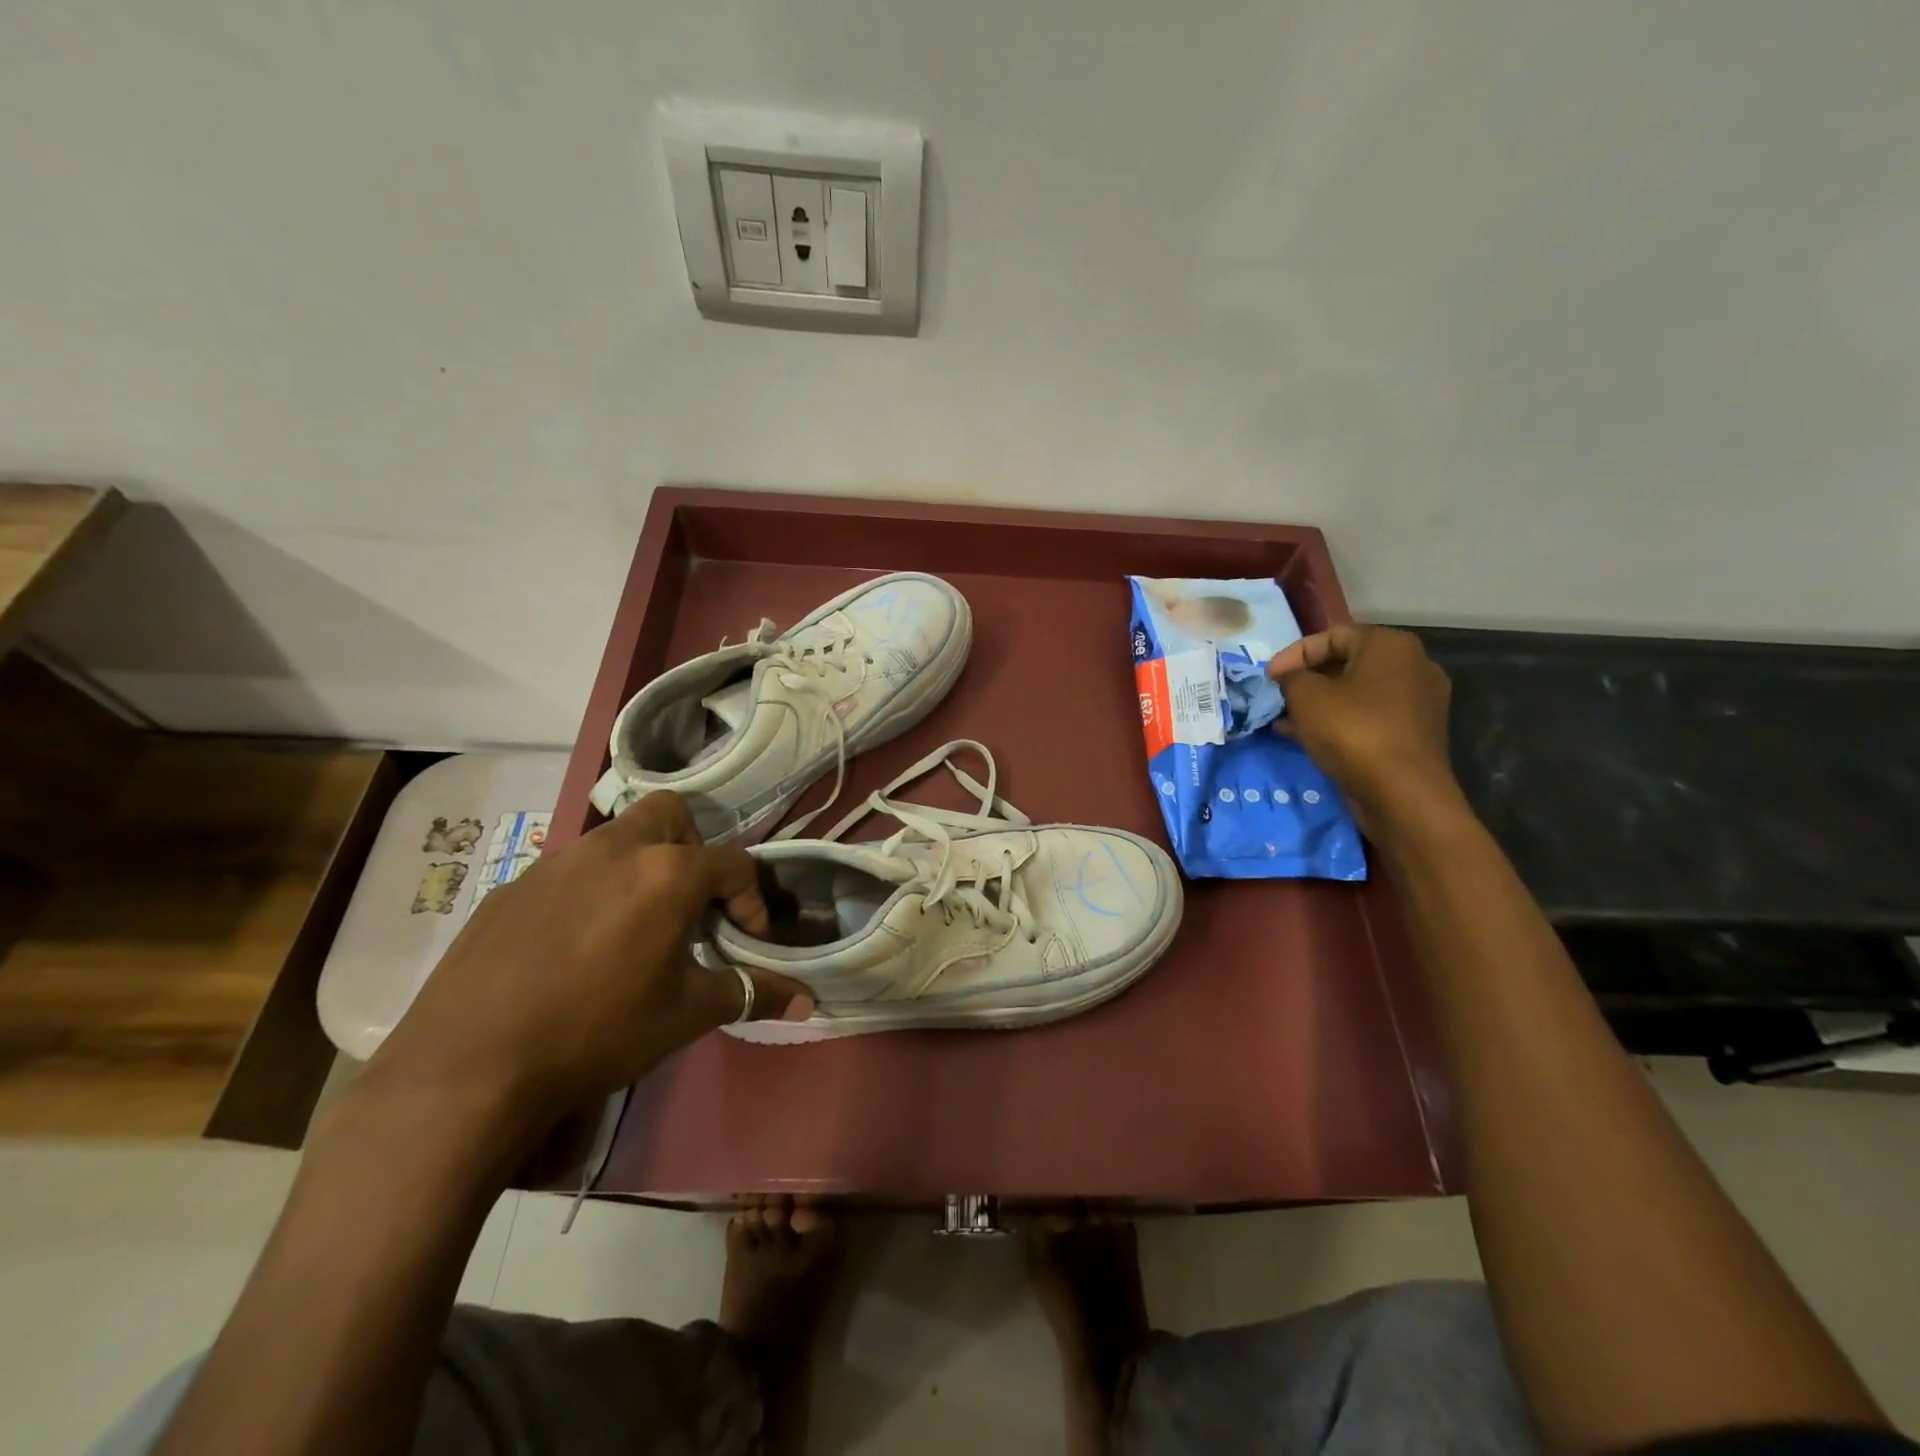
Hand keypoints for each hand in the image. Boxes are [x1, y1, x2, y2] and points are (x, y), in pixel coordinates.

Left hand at [368, 791, 805, 1132]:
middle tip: (689, 905)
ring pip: (614, 839)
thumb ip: (750, 993)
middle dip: (692, 849)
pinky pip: (566, 873)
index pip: (734, 864)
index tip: (750, 939)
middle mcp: (613, 848)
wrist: (469, 1069)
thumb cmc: (599, 1030)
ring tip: (632, 929)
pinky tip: (572, 950)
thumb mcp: (687, 1014)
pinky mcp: (510, 888)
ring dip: (638, 868)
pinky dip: (587, 894)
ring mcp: (555, 862)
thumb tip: (804, 999)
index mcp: (667, 871)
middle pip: (670, 814)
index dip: (753, 900)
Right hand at [1266, 624, 1465, 840]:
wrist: (1402, 793)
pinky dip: (1338, 721)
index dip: (1293, 654)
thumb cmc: (1352, 731)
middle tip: (1277, 696)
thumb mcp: (1306, 696)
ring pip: (1356, 693)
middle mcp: (1413, 666)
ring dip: (1319, 703)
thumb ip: (1292, 678)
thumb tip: (1291, 679)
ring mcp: (1418, 701)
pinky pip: (1368, 716)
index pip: (1332, 635)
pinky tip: (1308, 738)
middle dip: (1306, 679)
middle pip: (1347, 662)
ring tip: (1286, 720)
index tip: (1268, 677)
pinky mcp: (1414, 733)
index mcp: (1390, 645)